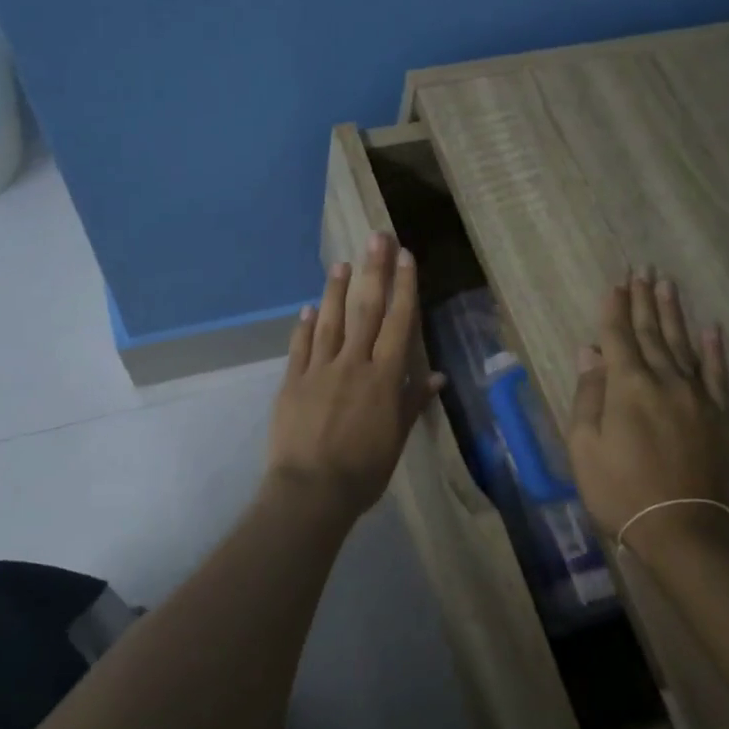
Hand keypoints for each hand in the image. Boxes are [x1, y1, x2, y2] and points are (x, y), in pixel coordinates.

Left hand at [267, 232, 443, 517]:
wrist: (311, 491)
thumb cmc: (363, 472)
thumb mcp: (397, 440)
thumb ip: (412, 403)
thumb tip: (436, 376)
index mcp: (384, 378)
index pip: (399, 323)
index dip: (405, 288)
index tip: (407, 257)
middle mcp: (353, 364)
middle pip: (366, 310)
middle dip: (374, 271)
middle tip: (376, 237)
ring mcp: (319, 370)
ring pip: (329, 321)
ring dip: (335, 290)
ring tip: (341, 263)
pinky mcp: (292, 382)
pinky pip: (300, 347)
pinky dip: (304, 326)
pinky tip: (307, 308)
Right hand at [566, 270, 728, 551]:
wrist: (687, 530)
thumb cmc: (622, 492)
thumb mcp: (585, 448)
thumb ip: (588, 396)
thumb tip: (589, 352)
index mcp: (627, 387)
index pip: (617, 337)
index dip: (614, 309)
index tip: (615, 283)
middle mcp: (665, 380)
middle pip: (651, 333)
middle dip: (644, 301)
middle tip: (643, 270)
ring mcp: (698, 396)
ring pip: (683, 344)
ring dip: (673, 314)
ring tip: (668, 285)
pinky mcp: (723, 415)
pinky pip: (718, 373)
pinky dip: (714, 349)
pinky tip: (711, 328)